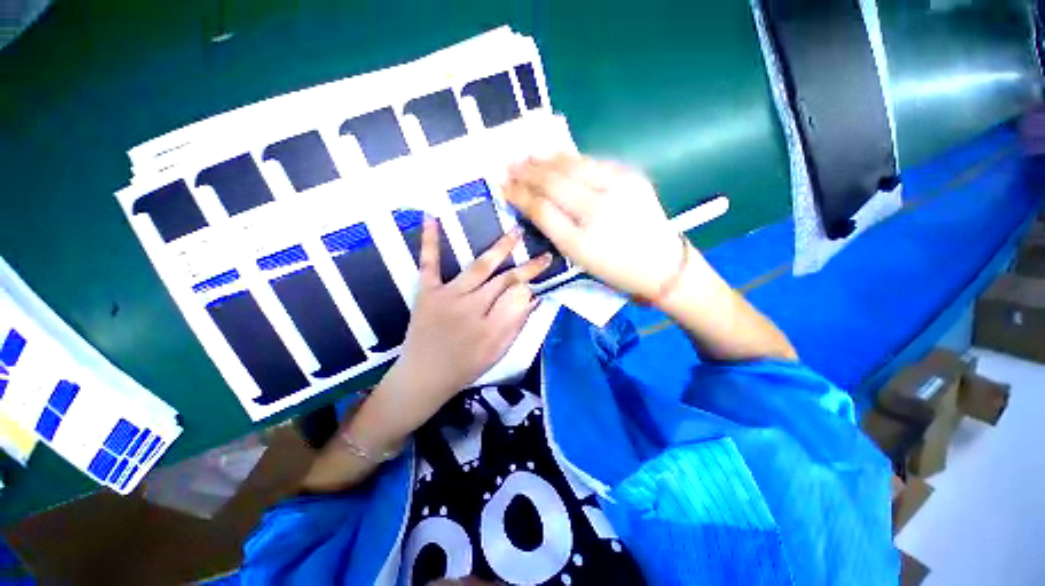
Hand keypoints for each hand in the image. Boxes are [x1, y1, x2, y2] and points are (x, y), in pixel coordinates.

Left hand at [383, 218, 551, 421]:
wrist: (422, 376)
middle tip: (543, 254)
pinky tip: (432, 217)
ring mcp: (448, 296)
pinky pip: (429, 264)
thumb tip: (533, 298)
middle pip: (504, 281)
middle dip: (526, 267)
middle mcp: (471, 306)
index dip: (530, 282)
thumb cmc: (464, 367)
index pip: (517, 296)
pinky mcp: (427, 293)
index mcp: (490, 325)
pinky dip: (430, 241)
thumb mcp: (497, 353)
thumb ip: (515, 325)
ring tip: (515, 233)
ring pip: (479, 268)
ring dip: (499, 249)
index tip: (543, 269)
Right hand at [503, 154, 684, 298]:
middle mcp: (598, 210)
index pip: (542, 209)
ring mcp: (618, 189)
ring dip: (546, 160)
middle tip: (509, 165)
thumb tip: (533, 204)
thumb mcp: (579, 259)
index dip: (519, 195)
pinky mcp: (632, 177)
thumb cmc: (615, 269)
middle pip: (554, 183)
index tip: (503, 186)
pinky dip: (571, 158)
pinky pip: (593, 162)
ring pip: (572, 167)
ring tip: (528, 157)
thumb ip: (554, 230)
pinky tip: (557, 157)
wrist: (662, 265)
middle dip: (527, 172)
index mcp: (581, 240)